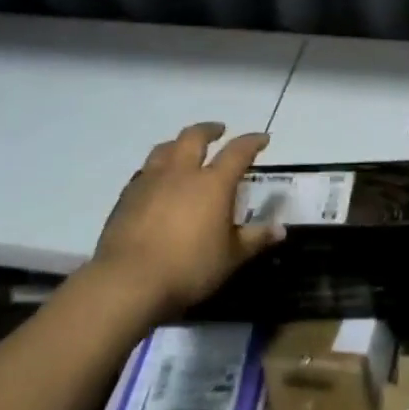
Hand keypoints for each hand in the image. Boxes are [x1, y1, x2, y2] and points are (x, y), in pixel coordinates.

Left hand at [92, 122, 282, 313]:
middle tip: (218, 130)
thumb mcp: (231, 257)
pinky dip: (157, 167)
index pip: (237, 152)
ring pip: (165, 148)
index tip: (262, 139)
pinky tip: (157, 180)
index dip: (252, 142)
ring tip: (184, 148)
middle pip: (194, 137)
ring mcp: (150, 181)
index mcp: (213, 184)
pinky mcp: (127, 196)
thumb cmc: (190, 268)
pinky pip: (145, 170)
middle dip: (209, 130)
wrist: (129, 280)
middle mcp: (181, 173)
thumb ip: (255, 239)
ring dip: (179, 143)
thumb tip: (281, 229)